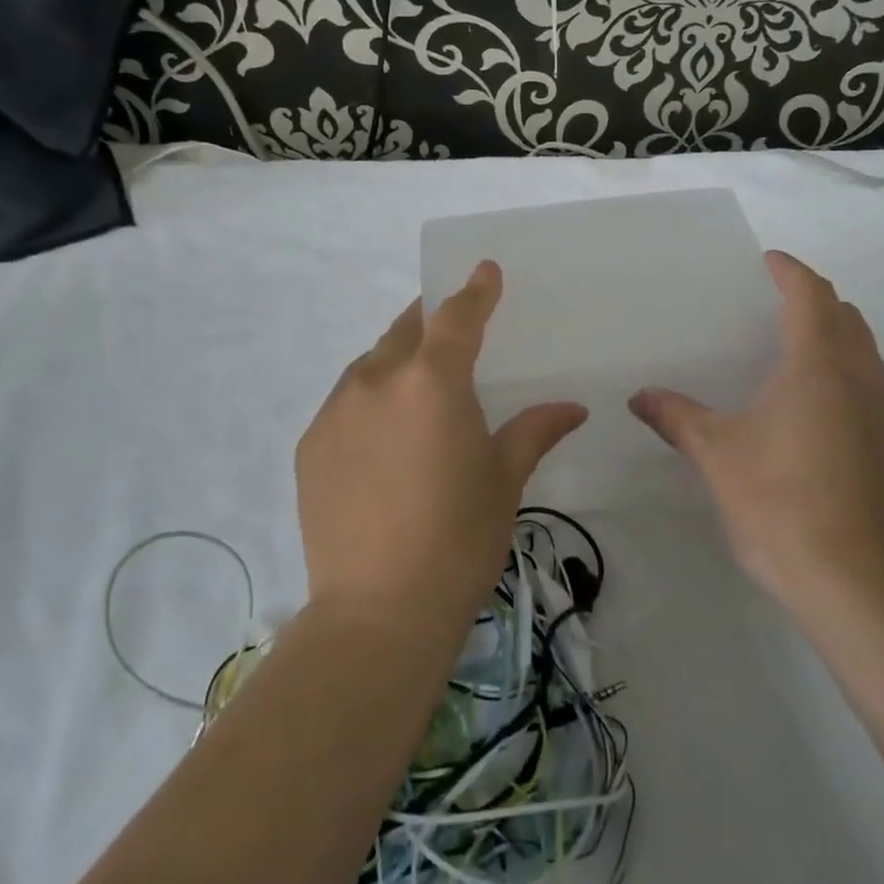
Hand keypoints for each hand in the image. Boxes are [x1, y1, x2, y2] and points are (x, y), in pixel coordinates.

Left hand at [297, 261, 588, 631]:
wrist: (377, 614)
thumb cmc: (458, 540)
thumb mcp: (503, 479)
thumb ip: (534, 430)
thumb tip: (573, 408)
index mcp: (432, 381)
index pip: (456, 316)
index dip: (474, 290)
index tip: (484, 270)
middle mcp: (377, 380)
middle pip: (407, 329)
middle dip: (431, 320)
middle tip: (451, 328)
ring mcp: (336, 410)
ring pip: (371, 362)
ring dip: (397, 360)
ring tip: (417, 387)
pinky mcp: (311, 443)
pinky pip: (345, 401)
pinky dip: (369, 399)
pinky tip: (383, 435)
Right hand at [630, 250, 883, 623]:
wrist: (862, 588)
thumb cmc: (781, 502)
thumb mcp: (717, 455)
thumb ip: (676, 417)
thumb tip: (638, 397)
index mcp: (819, 364)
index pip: (811, 294)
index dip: (790, 271)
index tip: (768, 260)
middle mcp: (863, 378)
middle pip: (845, 318)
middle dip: (814, 301)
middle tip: (775, 304)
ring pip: (865, 354)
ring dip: (835, 339)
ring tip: (794, 354)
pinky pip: (874, 390)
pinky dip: (847, 377)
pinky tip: (819, 413)